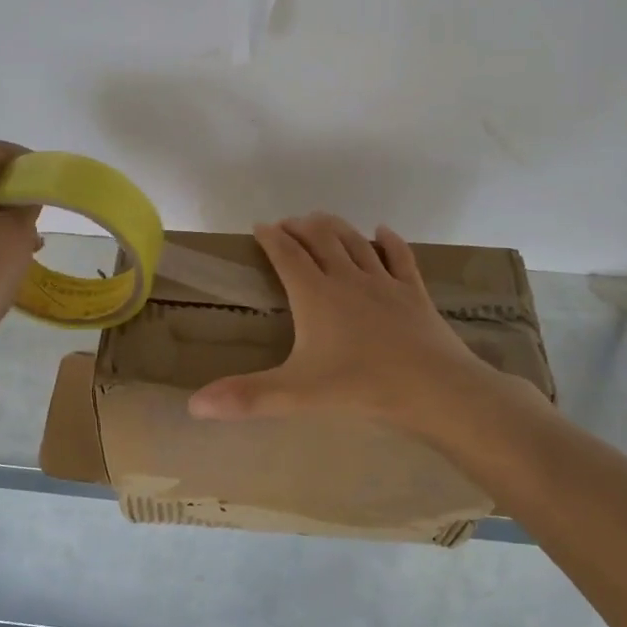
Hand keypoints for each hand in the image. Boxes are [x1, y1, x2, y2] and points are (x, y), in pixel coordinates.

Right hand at [187, 212, 536, 436]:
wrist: (433, 387)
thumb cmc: (361, 386)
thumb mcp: (296, 394)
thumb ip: (246, 397)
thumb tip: (193, 406)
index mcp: (315, 294)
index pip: (286, 255)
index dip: (271, 238)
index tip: (260, 227)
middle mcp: (347, 278)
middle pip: (320, 239)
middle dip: (300, 227)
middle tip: (288, 224)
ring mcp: (384, 282)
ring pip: (355, 242)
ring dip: (335, 227)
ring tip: (321, 220)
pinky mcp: (414, 292)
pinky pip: (399, 257)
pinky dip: (389, 241)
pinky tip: (382, 232)